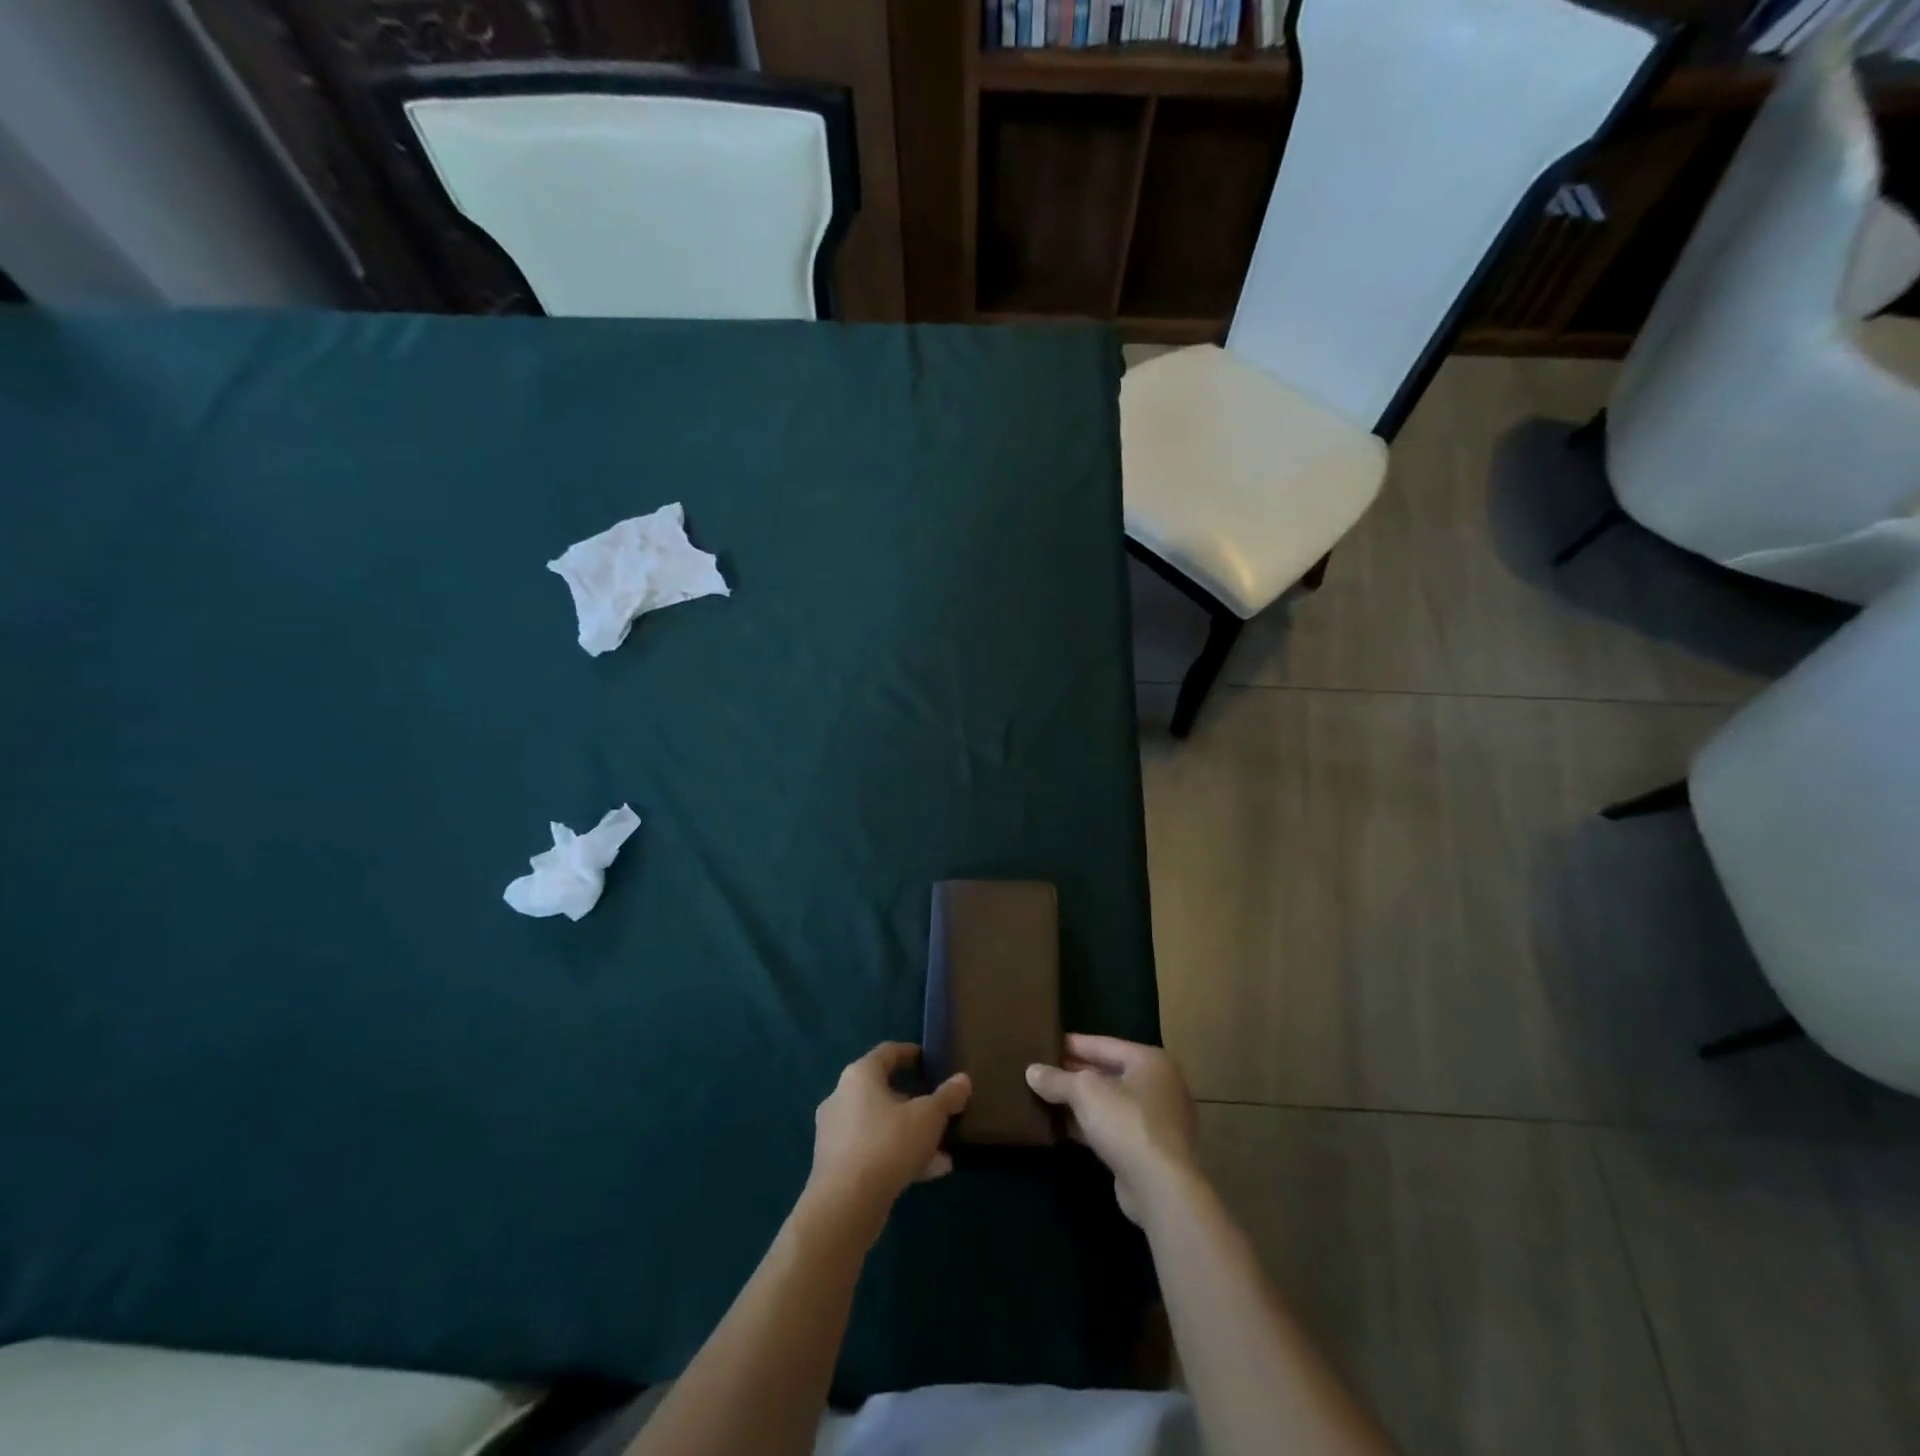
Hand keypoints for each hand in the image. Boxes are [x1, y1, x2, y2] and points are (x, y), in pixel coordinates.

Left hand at [805, 1043, 970, 1240]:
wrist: (843, 1207)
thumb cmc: (887, 1145)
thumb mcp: (928, 1118)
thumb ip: (947, 1097)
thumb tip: (963, 1080)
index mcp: (860, 1076)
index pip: (887, 1052)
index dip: (909, 1053)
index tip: (928, 1059)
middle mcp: (841, 1098)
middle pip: (883, 1091)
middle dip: (914, 1102)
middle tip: (938, 1108)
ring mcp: (835, 1134)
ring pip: (880, 1126)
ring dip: (910, 1134)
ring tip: (942, 1150)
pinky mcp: (836, 1166)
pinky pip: (873, 1151)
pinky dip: (898, 1156)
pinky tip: (929, 1172)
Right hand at [1027, 1035, 1201, 1226]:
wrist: (1161, 1188)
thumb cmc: (1127, 1123)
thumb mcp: (1085, 1092)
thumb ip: (1057, 1080)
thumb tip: (1031, 1071)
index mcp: (1149, 1060)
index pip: (1103, 1044)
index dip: (1071, 1044)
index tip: (1043, 1043)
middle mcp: (1158, 1085)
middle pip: (1107, 1072)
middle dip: (1073, 1073)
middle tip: (1040, 1070)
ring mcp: (1156, 1119)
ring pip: (1109, 1102)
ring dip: (1079, 1102)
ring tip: (1043, 1096)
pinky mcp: (1148, 1149)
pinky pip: (1112, 1127)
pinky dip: (1089, 1125)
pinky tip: (1060, 1126)